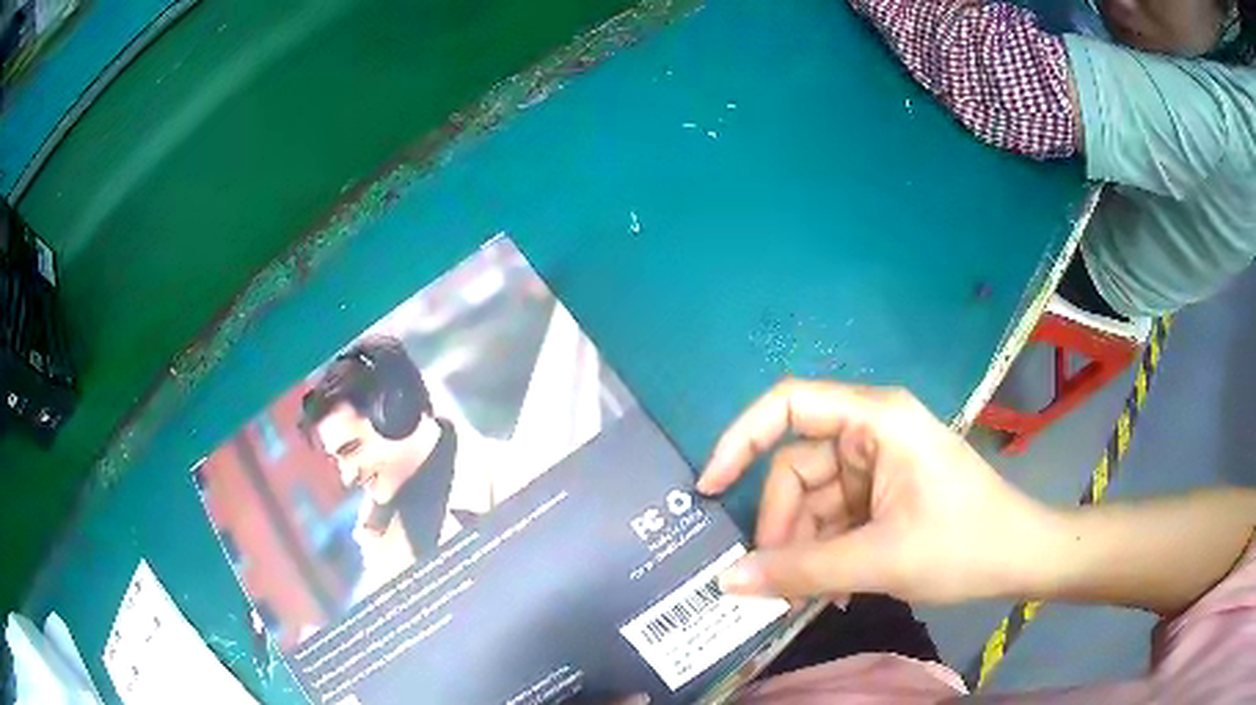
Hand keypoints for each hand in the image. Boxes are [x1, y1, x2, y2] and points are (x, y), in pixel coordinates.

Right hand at [698, 380, 1057, 602]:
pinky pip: (835, 519)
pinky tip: (833, 590)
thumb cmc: (963, 544)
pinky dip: (825, 553)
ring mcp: (878, 466)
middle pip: (797, 469)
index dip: (740, 440)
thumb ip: (801, 571)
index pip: (788, 404)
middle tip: (776, 584)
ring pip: (814, 502)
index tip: (708, 489)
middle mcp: (871, 432)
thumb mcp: (880, 559)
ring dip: (804, 549)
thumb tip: (727, 582)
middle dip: (783, 527)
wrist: (1021, 559)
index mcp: (875, 420)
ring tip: (808, 597)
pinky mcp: (884, 495)